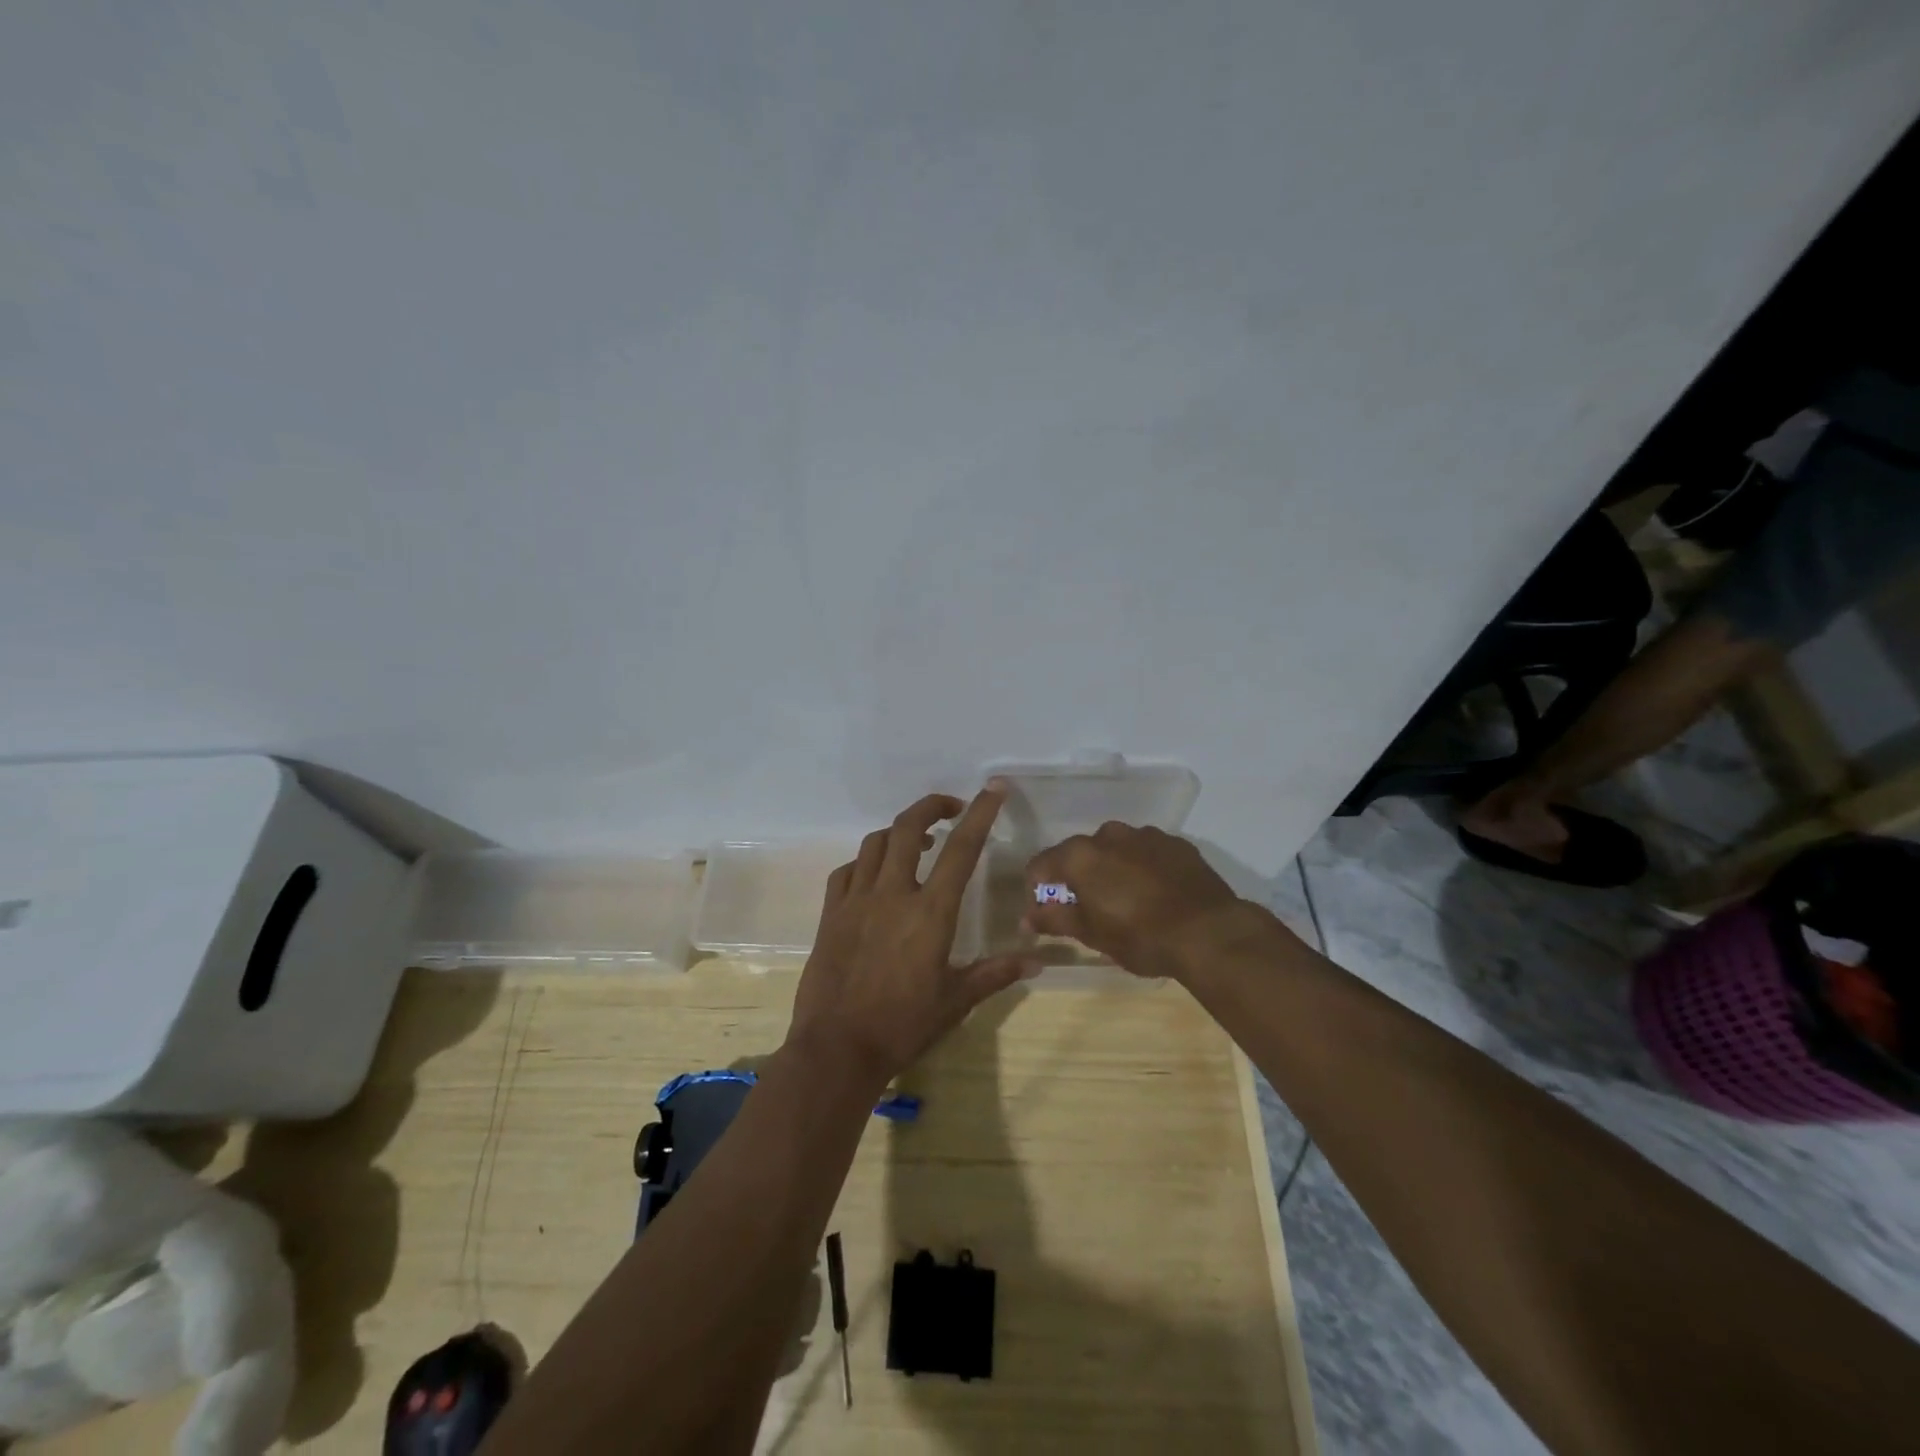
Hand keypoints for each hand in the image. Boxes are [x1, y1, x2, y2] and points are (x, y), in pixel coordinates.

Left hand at [788, 785, 1035, 1088]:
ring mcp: (857, 900)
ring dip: (898, 832)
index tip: (994, 789)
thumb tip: (1038, 960)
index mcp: (930, 912)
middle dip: (932, 806)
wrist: (838, 1048)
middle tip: (952, 809)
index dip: (980, 813)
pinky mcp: (831, 913)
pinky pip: (847, 870)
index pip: (961, 849)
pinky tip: (875, 875)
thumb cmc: (904, 1025)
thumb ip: (996, 973)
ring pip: (875, 843)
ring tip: (916, 842)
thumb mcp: (957, 1000)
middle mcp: (893, 894)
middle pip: (908, 827)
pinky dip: (866, 861)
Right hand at [1024, 822, 1263, 980]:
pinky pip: (1147, 852)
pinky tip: (1155, 894)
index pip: (1042, 864)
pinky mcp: (1176, 843)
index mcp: (1081, 855)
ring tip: (1126, 901)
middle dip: (1078, 877)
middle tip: (1088, 909)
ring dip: (1112, 869)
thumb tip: (1027, 917)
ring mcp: (1146, 835)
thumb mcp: (1092, 935)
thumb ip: (1055, 919)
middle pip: (1080, 853)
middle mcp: (1109, 835)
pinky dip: (1142, 868)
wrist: (1209, 933)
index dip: (1038, 888)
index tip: (1046, 911)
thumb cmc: (1140, 936)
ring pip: (1115, 849)